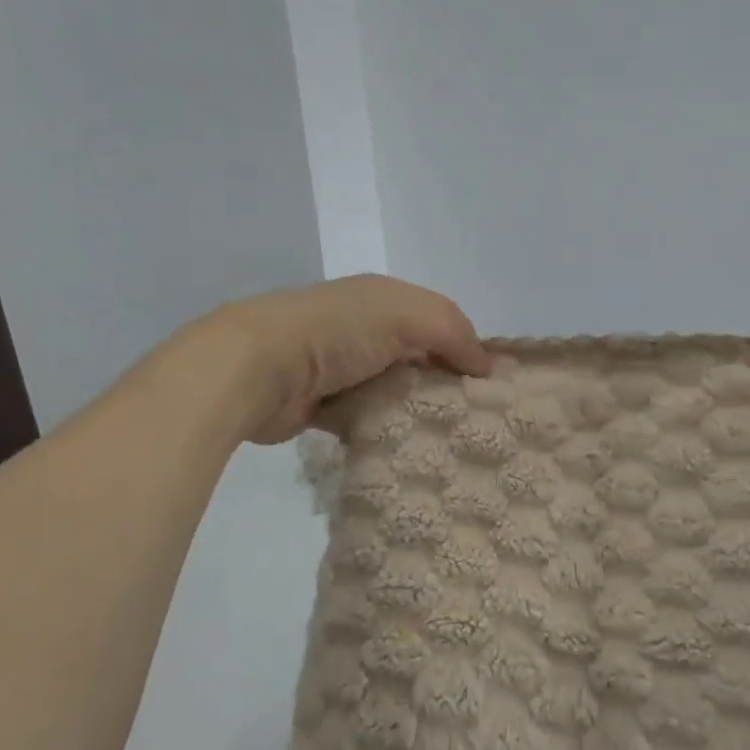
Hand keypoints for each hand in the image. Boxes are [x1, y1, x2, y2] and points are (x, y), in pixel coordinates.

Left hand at [208, 274, 491, 443]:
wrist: (257, 366)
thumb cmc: (339, 331)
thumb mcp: (409, 314)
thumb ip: (454, 331)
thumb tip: (487, 366)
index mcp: (382, 299)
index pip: (438, 323)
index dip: (466, 349)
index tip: (491, 388)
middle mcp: (362, 329)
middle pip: (417, 359)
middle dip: (444, 385)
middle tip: (476, 422)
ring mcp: (340, 367)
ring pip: (393, 391)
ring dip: (415, 411)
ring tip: (449, 442)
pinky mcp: (322, 405)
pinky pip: (366, 419)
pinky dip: (384, 430)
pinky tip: (408, 450)